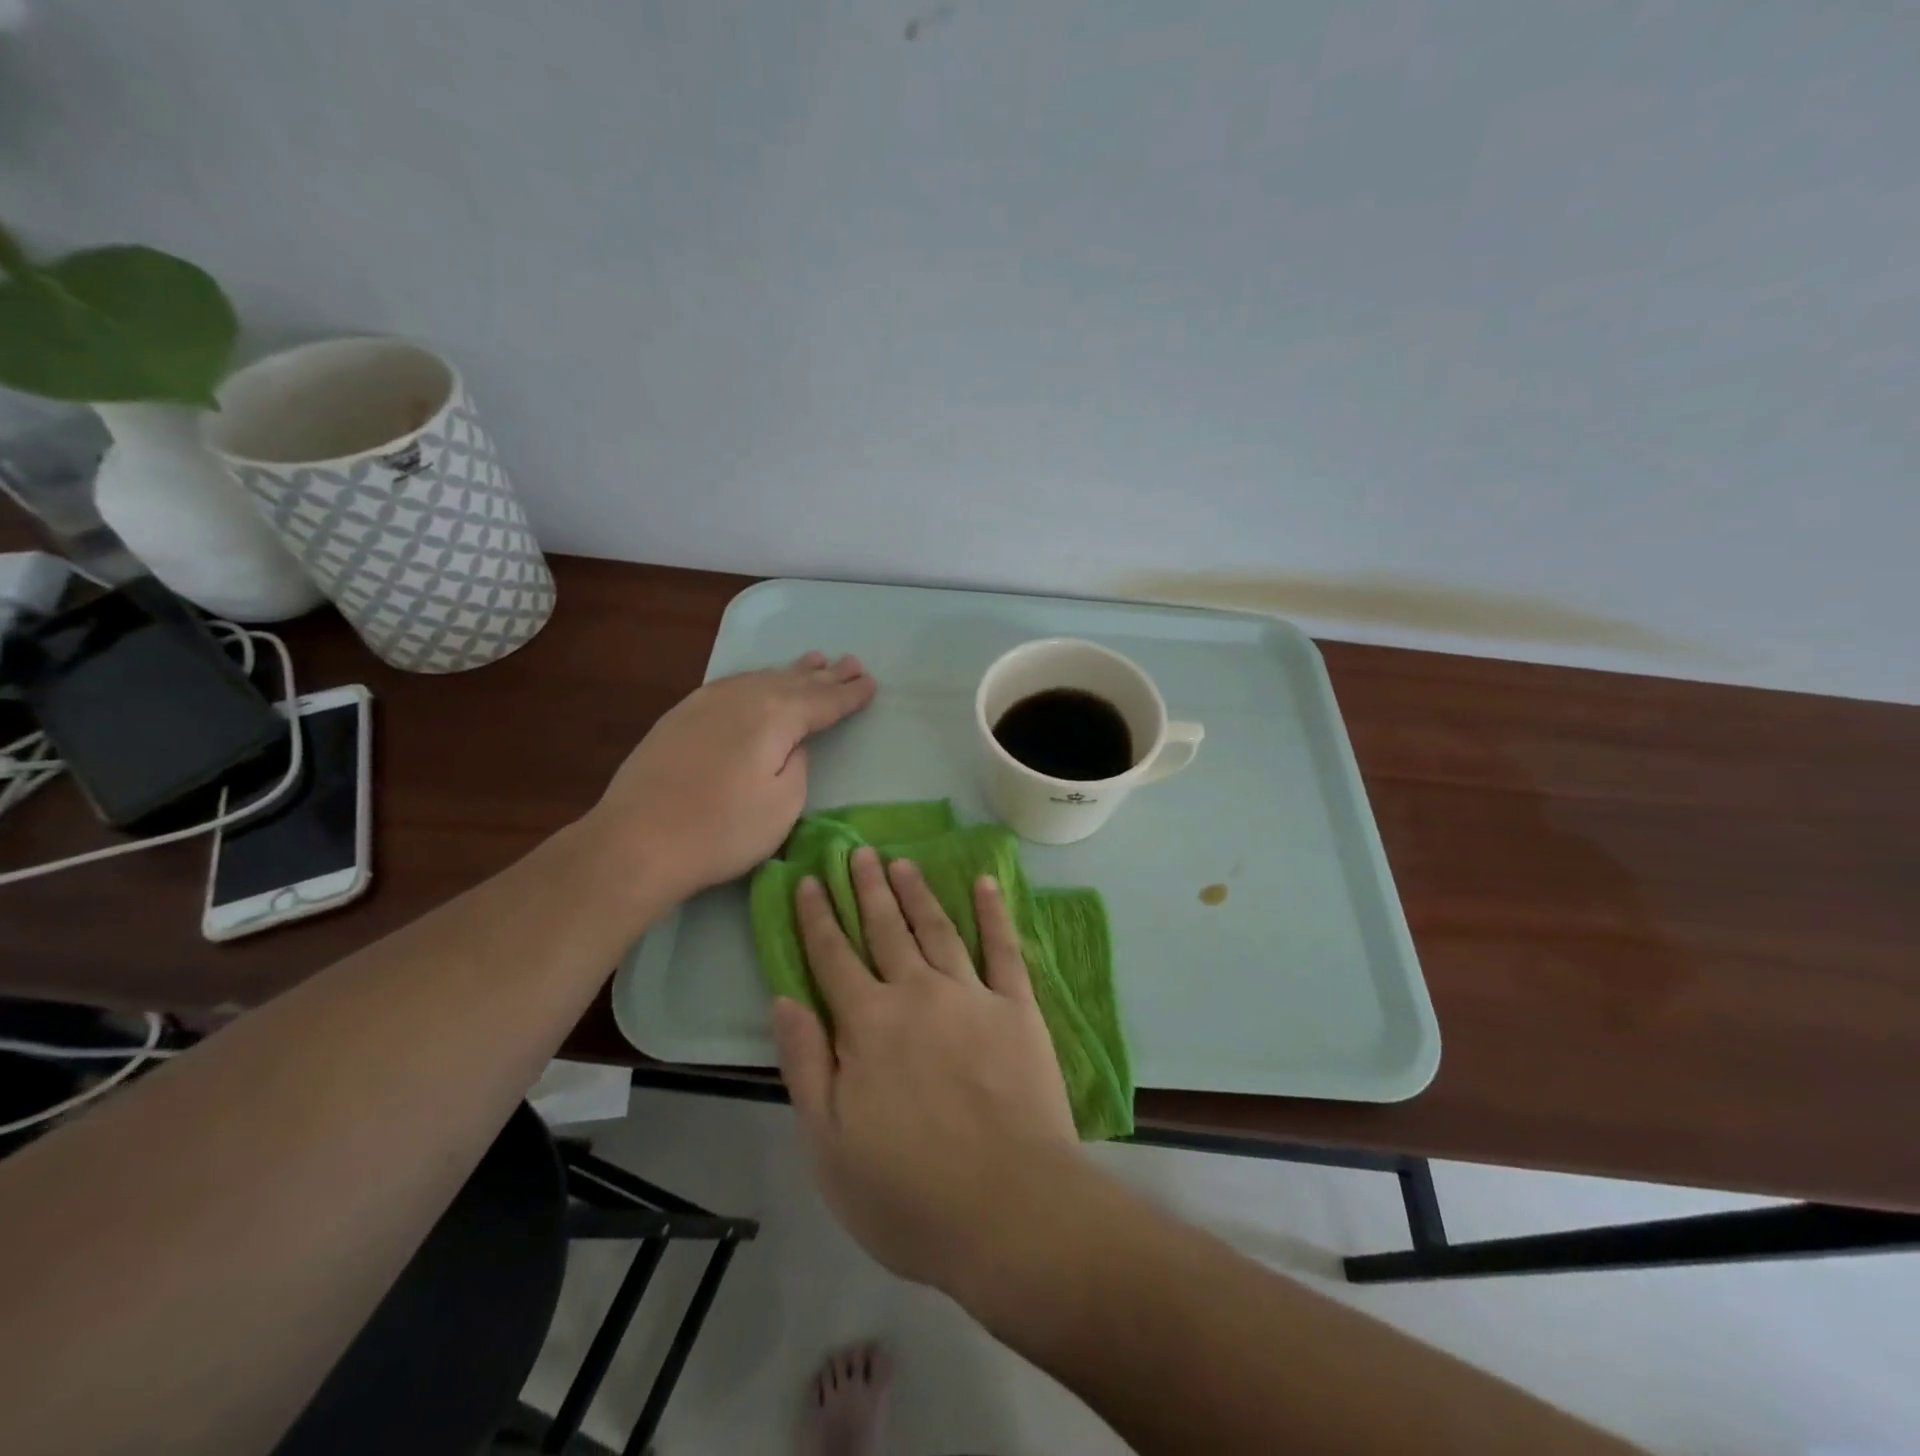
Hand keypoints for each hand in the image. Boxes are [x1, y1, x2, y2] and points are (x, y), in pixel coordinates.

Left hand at [589, 652, 875, 907]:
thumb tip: (791, 745)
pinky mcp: (681, 715)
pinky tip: (760, 680)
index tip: (871, 683)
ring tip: (814, 660)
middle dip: (826, 675)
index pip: (823, 701)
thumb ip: (798, 765)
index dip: (849, 694)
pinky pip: (734, 684)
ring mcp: (706, 702)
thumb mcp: (783, 806)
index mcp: (774, 716)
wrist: (635, 842)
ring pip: (761, 678)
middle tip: (852, 662)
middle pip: (794, 682)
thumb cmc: (721, 831)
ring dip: (791, 671)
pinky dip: (757, 679)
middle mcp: (742, 697)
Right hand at [771, 847, 1081, 1295]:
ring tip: (902, 863)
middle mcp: (917, 994)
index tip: (809, 879)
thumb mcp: (829, 1145)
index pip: (833, 957)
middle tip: (859, 851)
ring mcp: (971, 996)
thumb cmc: (908, 1192)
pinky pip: (1004, 949)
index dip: (817, 917)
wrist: (1009, 1210)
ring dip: (917, 893)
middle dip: (868, 888)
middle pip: (885, 929)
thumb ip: (806, 1064)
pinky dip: (993, 913)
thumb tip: (784, 998)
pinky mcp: (1018, 1008)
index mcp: (867, 1025)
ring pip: (937, 929)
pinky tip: (985, 884)